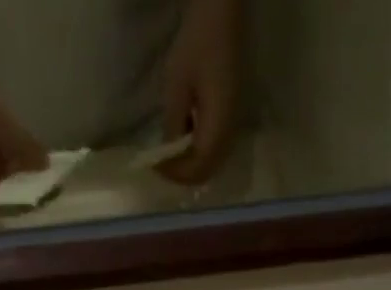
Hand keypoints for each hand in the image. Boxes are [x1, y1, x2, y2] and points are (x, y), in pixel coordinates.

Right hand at [0, 51, 46, 196]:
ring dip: (22, 179)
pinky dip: (15, 164)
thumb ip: (22, 144)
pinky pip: (0, 166)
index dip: (20, 203)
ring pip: (3, 182)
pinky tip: (32, 159)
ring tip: (45, 175)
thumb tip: (46, 166)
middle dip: (24, 192)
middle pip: (1, 196)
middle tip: (50, 189)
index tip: (42, 199)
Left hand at [159, 0, 239, 184]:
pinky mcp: (233, 117)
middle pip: (207, 171)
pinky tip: (186, 136)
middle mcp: (231, 132)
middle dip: (183, 173)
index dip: (176, 174)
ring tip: (171, 153)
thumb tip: (168, 156)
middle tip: (162, 164)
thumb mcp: (177, 85)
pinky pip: (216, 148)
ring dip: (191, 164)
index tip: (156, 166)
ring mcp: (234, 125)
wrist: (224, 15)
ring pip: (212, 163)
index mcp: (218, 126)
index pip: (197, 168)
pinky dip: (199, 152)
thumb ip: (174, 125)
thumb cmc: (198, 43)